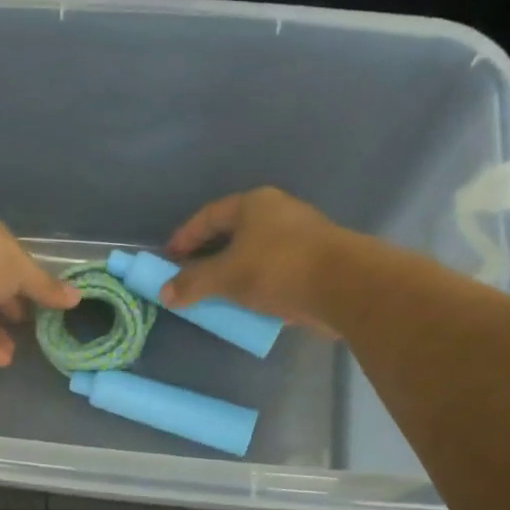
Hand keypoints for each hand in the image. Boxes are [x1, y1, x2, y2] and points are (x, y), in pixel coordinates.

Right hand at [162, 187, 347, 331]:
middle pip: (233, 233)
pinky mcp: (316, 263)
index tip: (169, 258)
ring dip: (235, 274)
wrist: (345, 286)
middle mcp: (278, 213)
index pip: (209, 216)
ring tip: (217, 295)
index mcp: (254, 204)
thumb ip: (193, 283)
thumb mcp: (226, 276)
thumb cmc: (278, 268)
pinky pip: (276, 272)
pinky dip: (258, 286)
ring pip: (256, 254)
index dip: (185, 237)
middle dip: (209, 256)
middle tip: (190, 277)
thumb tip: (165, 292)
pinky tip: (249, 305)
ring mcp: (301, 237)